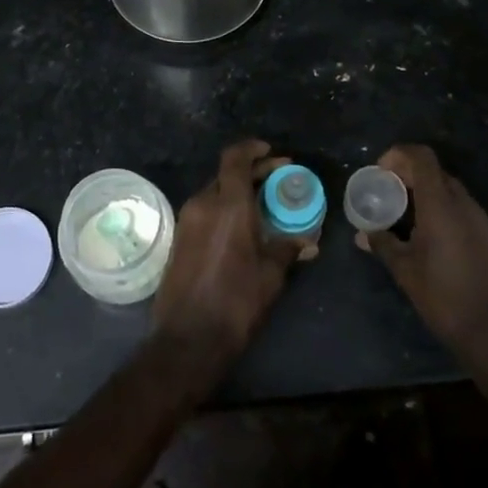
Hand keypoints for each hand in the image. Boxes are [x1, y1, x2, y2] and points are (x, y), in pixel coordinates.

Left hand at [152, 140, 297, 372]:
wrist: (188, 338)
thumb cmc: (236, 302)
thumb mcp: (271, 275)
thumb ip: (288, 249)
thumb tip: (308, 242)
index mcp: (227, 205)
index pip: (235, 158)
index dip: (252, 149)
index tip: (272, 153)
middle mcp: (202, 204)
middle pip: (225, 174)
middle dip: (251, 172)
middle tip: (276, 179)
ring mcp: (186, 221)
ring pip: (213, 192)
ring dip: (236, 192)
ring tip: (262, 205)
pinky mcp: (179, 239)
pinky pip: (204, 211)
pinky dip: (223, 209)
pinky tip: (241, 227)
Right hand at [356, 144, 487, 378]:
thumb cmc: (444, 298)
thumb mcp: (404, 270)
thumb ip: (382, 243)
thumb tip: (363, 233)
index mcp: (441, 205)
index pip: (422, 158)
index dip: (399, 155)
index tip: (380, 172)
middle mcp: (464, 204)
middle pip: (435, 172)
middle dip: (408, 175)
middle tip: (386, 194)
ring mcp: (481, 220)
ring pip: (449, 190)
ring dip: (425, 194)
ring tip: (404, 217)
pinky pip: (461, 209)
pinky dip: (441, 209)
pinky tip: (428, 237)